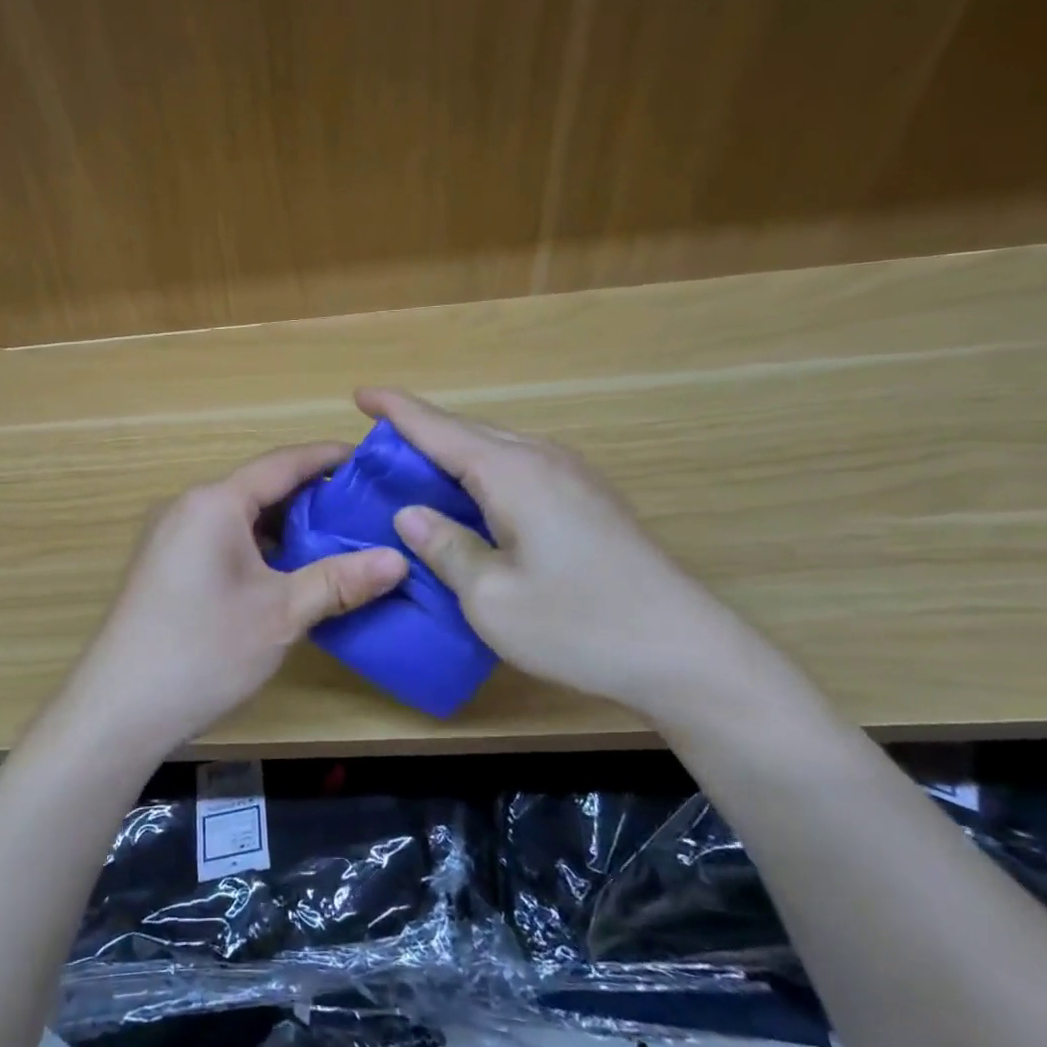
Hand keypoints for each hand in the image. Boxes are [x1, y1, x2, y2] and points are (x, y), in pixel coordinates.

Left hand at [62, 442, 407, 757]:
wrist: (117, 710)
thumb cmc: (203, 651)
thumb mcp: (281, 614)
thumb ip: (340, 581)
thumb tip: (399, 559)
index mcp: (215, 503)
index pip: (283, 463)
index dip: (329, 458)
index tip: (371, 461)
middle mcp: (189, 508)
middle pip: (261, 488)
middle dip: (313, 497)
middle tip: (366, 511)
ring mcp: (171, 537)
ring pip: (242, 518)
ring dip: (287, 527)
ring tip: (339, 541)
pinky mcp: (165, 566)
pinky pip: (222, 540)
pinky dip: (260, 548)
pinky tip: (289, 573)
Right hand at [359, 387, 770, 725]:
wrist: (686, 652)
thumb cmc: (579, 625)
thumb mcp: (491, 597)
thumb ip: (445, 548)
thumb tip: (410, 513)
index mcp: (513, 474)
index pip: (440, 429)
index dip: (397, 410)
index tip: (361, 394)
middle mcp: (544, 460)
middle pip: (470, 433)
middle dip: (422, 431)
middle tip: (379, 444)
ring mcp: (574, 478)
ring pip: (498, 450)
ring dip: (455, 454)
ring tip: (419, 470)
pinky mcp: (590, 501)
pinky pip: (521, 469)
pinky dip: (484, 474)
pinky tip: (475, 501)